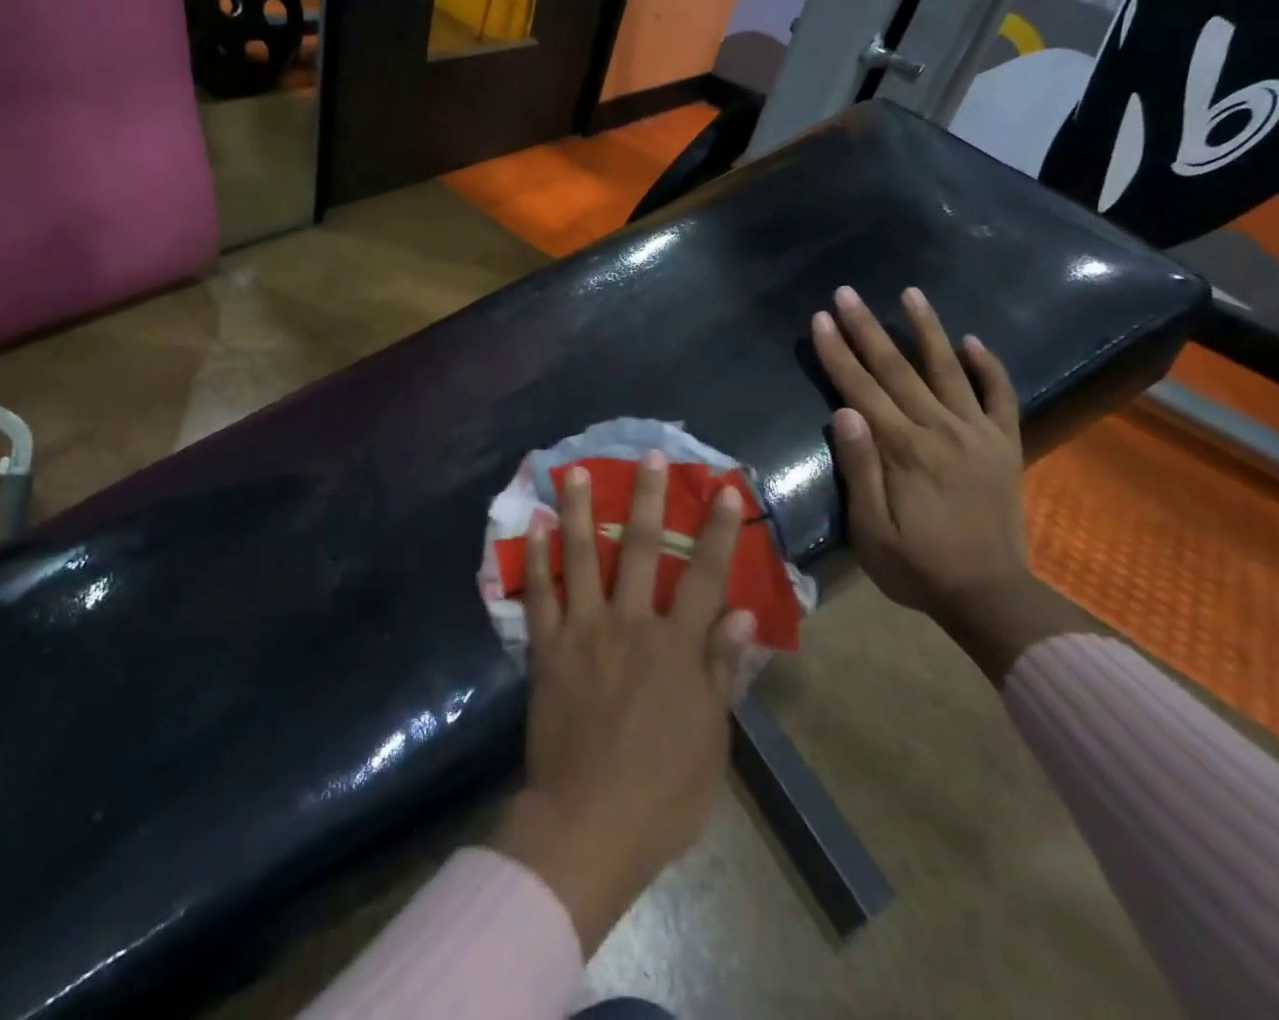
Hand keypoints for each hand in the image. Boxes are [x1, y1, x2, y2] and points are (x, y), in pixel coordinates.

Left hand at [492, 452, 757, 954]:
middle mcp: (631, 625)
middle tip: (650, 455)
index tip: (725, 490)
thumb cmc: (663, 792)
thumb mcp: (712, 739)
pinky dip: (536, 557)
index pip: (706, 577)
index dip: (719, 531)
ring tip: (576, 471)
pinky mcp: (547, 649)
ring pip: (584, 557)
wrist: (589, 824)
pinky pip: (540, 594)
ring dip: (582, 510)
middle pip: (643, 550)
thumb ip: (723, 670)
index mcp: (677, 647)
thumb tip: (744, 614)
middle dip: (650, 498)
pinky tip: (534, 525)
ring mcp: (584, 632)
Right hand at [811, 286, 1092, 682]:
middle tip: (846, 292)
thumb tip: (843, 412)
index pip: (861, 388)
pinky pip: (1000, 397)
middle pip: (897, 369)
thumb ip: (859, 469)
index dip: (838, 352)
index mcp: (902, 449)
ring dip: (927, 329)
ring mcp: (977, 434)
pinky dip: (988, 367)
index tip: (821, 318)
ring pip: (948, 370)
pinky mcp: (1004, 445)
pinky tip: (972, 340)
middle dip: (867, 328)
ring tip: (911, 293)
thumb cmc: (916, 566)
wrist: (989, 595)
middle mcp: (940, 430)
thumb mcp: (871, 530)